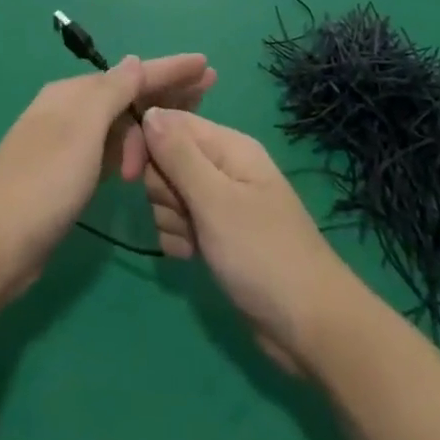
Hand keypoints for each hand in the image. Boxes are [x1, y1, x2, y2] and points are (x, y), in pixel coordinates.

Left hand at [0, 54, 214, 307]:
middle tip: (209, 89)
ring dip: (152, 121)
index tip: (206, 64)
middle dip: (166, 91)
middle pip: (126, 94)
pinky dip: (133, 148)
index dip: (169, 68)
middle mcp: (69, 112)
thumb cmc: (44, 182)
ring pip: (120, 123)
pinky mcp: (68, 177)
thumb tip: (135, 60)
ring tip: (190, 122)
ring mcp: (67, 145)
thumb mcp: (81, 130)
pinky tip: (151, 153)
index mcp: (71, 94)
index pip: (130, 74)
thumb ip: (111, 93)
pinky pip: (111, 150)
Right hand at [139, 109, 362, 373]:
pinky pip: (178, 223)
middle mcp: (223, 167)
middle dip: (162, 189)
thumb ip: (179, 155)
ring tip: (194, 241)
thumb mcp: (215, 200)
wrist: (310, 327)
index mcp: (228, 146)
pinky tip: (192, 258)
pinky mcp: (216, 235)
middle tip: (184, 213)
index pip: (170, 122)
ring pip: (168, 194)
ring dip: (169, 218)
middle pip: (165, 158)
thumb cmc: (262, 254)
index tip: (129, 174)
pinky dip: (178, 240)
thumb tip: (149, 111)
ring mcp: (220, 202)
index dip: (145, 143)